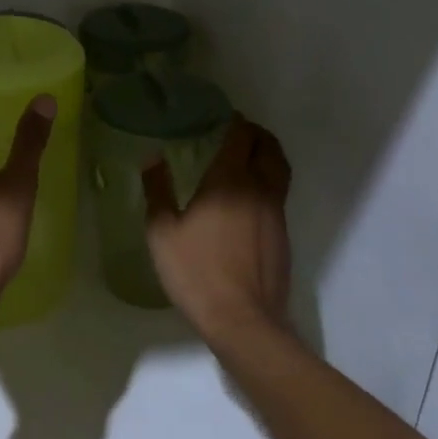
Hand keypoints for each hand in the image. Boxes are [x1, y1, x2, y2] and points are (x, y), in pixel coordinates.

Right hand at [143, 116, 292, 344]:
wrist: (242, 319)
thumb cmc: (195, 271)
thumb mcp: (162, 232)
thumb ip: (158, 191)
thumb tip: (153, 159)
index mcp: (229, 180)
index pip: (241, 137)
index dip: (235, 123)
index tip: (225, 119)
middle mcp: (259, 189)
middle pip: (269, 148)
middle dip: (257, 135)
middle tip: (241, 134)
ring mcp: (276, 213)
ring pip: (280, 171)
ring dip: (268, 157)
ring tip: (250, 159)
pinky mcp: (283, 235)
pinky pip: (279, 196)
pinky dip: (269, 184)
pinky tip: (250, 200)